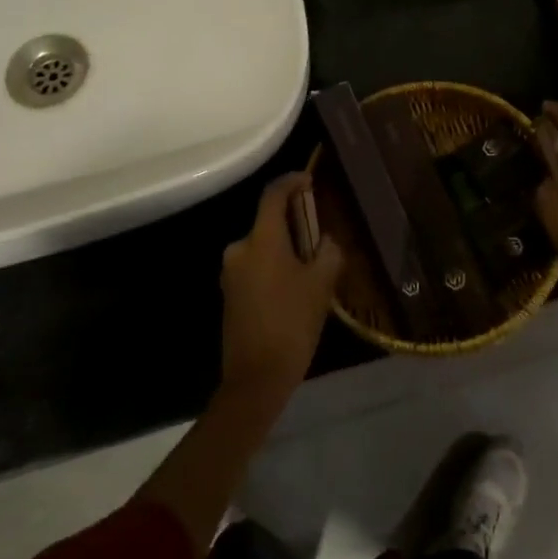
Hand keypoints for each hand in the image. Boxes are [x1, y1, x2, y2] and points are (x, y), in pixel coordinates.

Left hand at [220, 173, 341, 403]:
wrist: (255, 379)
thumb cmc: (292, 324)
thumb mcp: (321, 285)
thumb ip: (328, 253)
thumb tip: (326, 242)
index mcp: (261, 240)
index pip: (273, 195)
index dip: (291, 182)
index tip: (309, 180)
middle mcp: (239, 250)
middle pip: (268, 223)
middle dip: (295, 224)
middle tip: (321, 236)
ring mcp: (231, 273)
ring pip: (263, 247)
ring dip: (285, 249)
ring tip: (312, 266)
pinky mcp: (229, 294)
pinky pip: (255, 267)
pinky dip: (274, 267)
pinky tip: (294, 287)